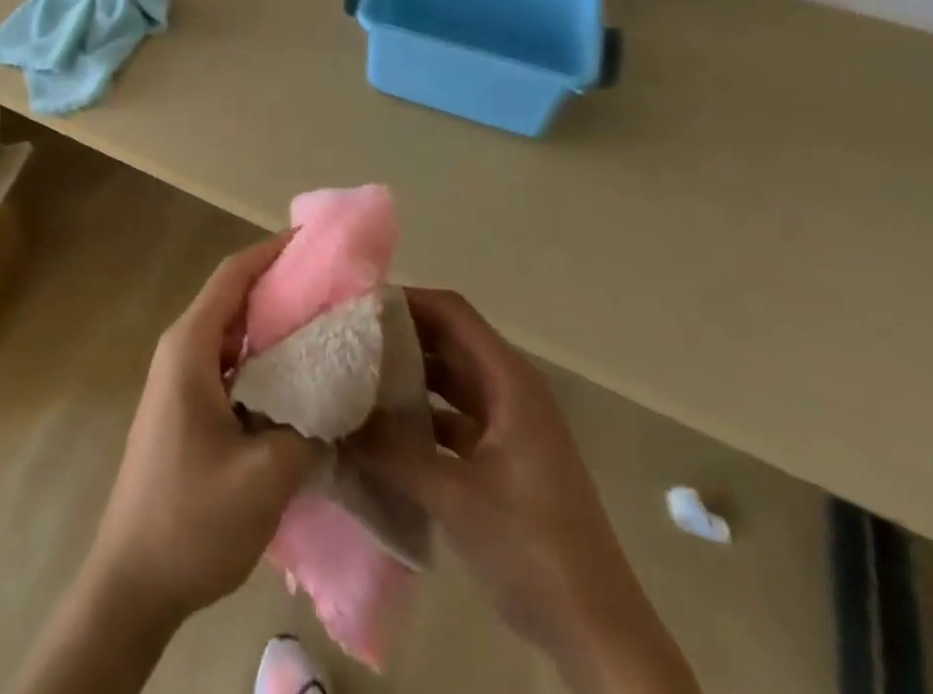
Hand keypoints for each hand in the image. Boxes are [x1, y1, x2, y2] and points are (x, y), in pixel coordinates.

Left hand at [86, 234, 317, 622]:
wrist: (132, 583)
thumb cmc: (192, 520)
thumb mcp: (265, 475)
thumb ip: (310, 424)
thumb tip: (341, 393)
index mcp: (190, 347)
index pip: (234, 275)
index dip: (273, 252)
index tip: (318, 243)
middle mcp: (182, 350)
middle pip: (235, 298)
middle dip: (284, 287)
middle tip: (337, 287)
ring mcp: (182, 380)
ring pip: (235, 332)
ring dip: (276, 325)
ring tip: (329, 325)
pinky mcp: (188, 407)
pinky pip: (232, 363)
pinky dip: (266, 358)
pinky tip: (303, 377)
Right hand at [353, 289, 697, 693]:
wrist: (598, 632)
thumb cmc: (533, 548)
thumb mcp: (455, 497)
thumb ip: (392, 453)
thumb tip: (334, 419)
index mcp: (510, 381)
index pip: (451, 312)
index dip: (406, 301)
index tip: (356, 306)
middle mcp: (510, 389)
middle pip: (449, 340)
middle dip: (399, 336)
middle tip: (345, 339)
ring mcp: (509, 424)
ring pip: (450, 378)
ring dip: (408, 375)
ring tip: (355, 376)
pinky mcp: (504, 456)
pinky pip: (454, 416)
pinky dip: (422, 414)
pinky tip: (383, 428)